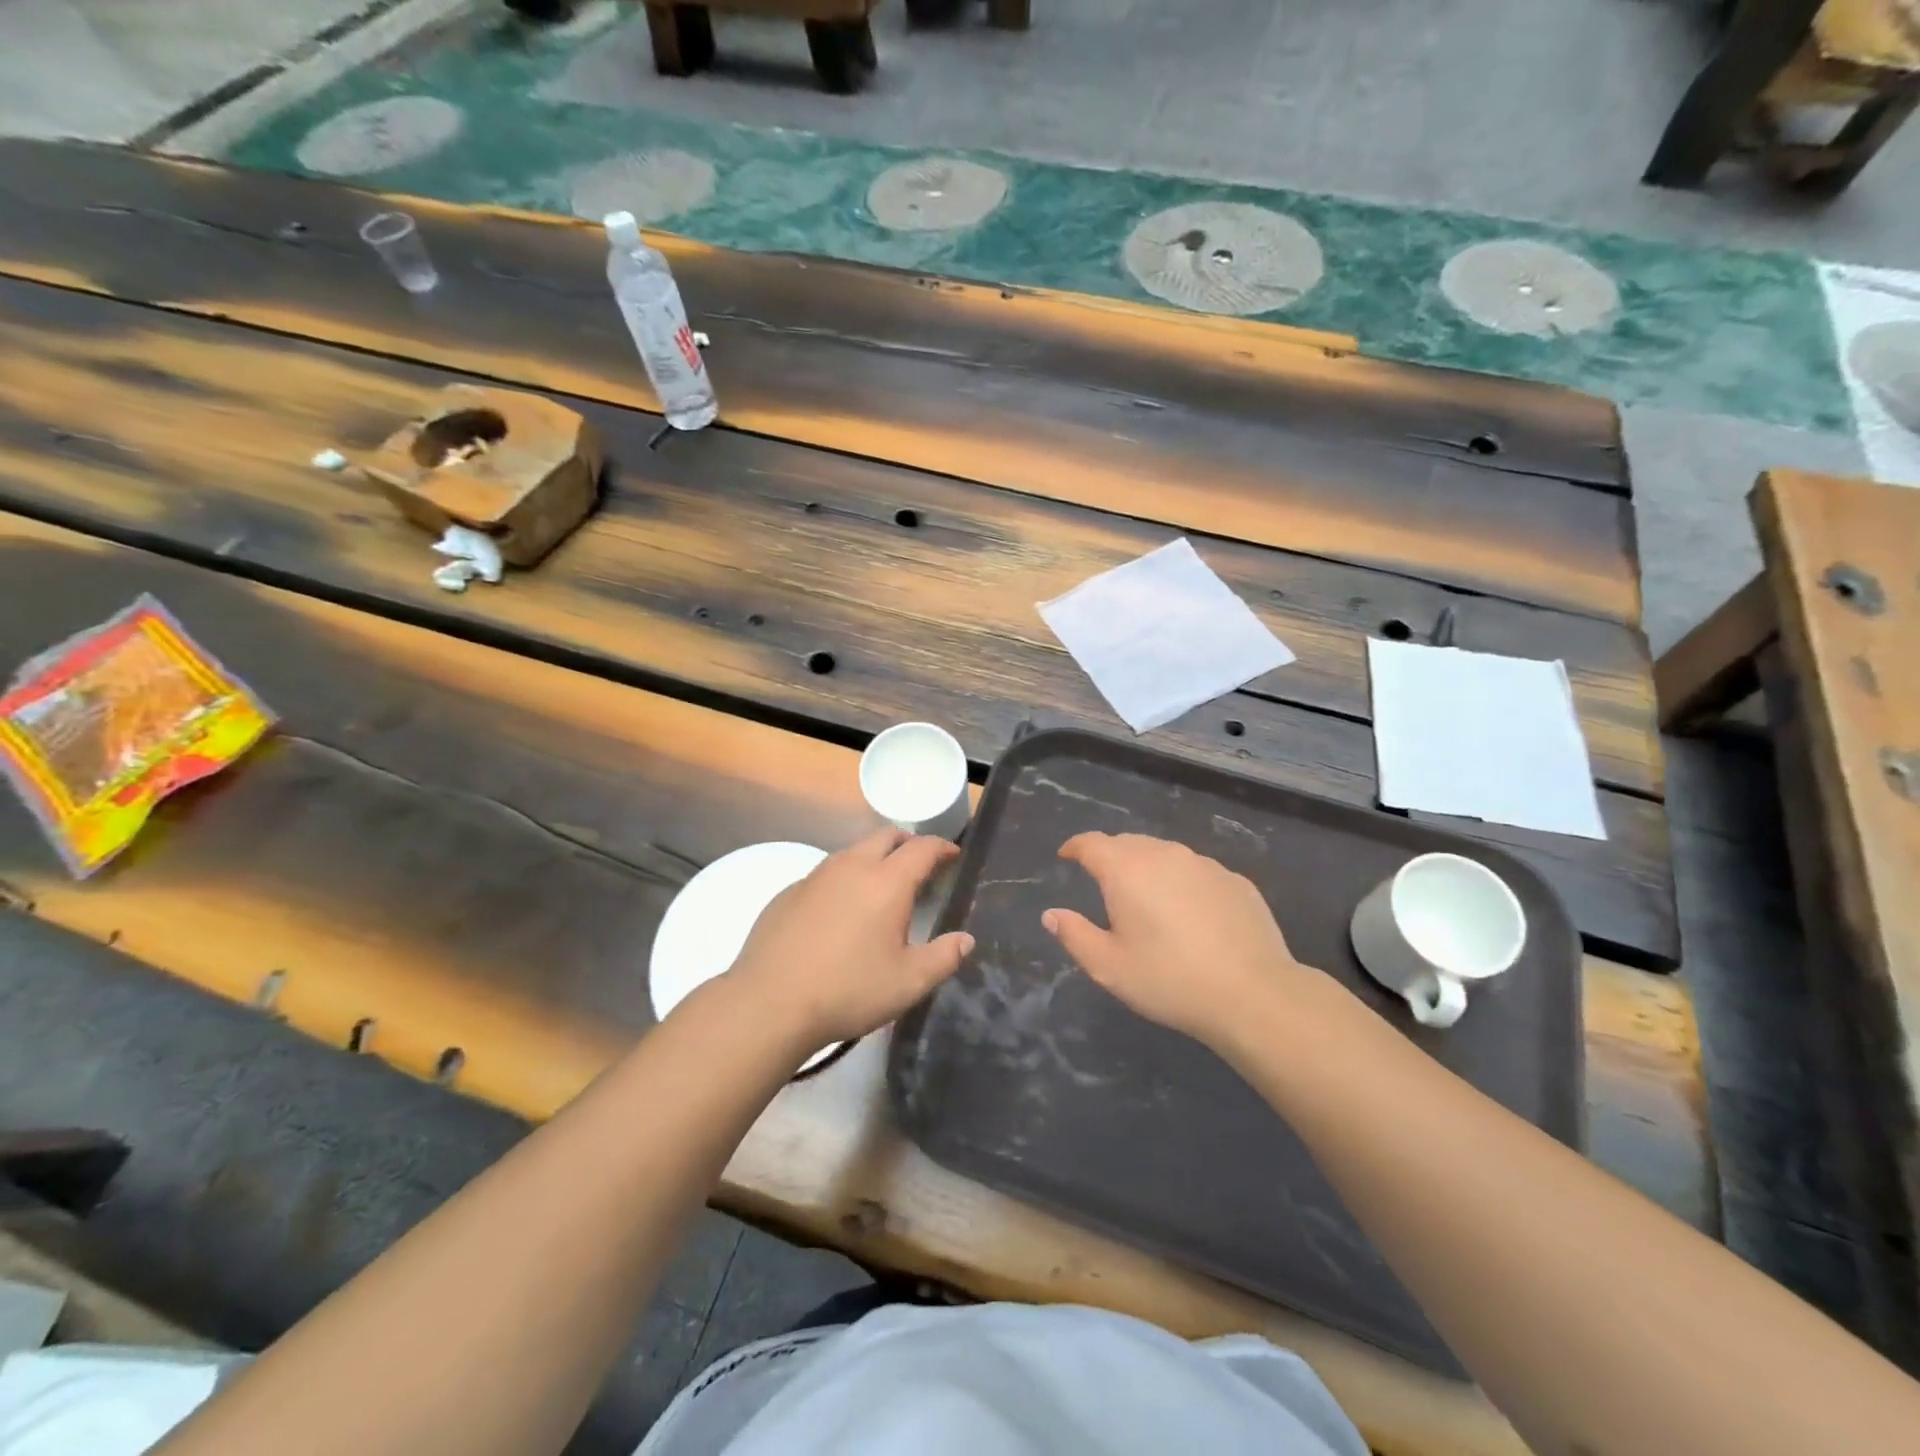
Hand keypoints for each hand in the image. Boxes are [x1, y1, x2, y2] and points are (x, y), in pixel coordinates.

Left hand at [728, 828, 973, 1049]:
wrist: (769, 1003)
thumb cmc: (849, 990)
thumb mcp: (909, 982)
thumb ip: (944, 957)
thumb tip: (965, 939)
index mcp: (887, 882)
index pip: (922, 848)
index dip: (941, 847)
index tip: (952, 855)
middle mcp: (851, 867)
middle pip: (885, 837)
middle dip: (908, 844)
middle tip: (920, 865)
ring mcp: (815, 877)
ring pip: (852, 852)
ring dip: (873, 859)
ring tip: (881, 888)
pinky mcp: (788, 893)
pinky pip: (825, 874)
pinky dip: (843, 880)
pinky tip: (839, 913)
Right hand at [1042, 832, 1315, 1048]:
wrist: (1253, 994)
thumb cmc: (1169, 980)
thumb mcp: (1109, 967)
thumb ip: (1074, 935)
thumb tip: (1051, 915)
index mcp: (1127, 870)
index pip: (1091, 843)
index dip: (1075, 847)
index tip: (1066, 857)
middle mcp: (1165, 854)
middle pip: (1128, 843)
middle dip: (1110, 856)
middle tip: (1103, 882)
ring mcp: (1204, 864)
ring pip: (1165, 854)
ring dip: (1147, 867)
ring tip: (1146, 897)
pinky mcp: (1235, 880)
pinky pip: (1196, 871)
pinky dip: (1182, 882)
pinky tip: (1189, 913)